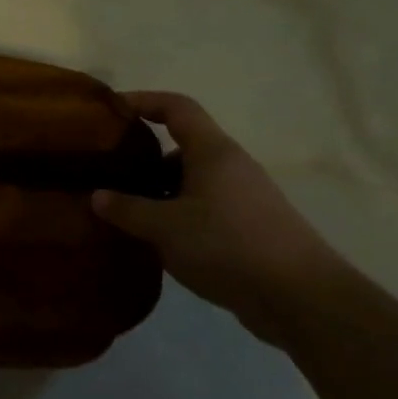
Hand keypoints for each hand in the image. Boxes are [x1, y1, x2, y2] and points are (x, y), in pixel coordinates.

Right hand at [92, 92, 346, 343]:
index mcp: (213, 151)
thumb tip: (97, 196)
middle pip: (181, 147)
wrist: (301, 298)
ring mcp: (243, 198)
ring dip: (159, 193)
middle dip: (144, 159)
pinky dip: (177, 217)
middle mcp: (230, 166)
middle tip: (109, 174)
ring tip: (125, 213)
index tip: (111, 109)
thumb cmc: (228, 245)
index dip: (144, 100)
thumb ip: (127, 209)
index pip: (177, 107)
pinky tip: (157, 242)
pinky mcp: (248, 228)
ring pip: (191, 182)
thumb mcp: (165, 227)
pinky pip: (203, 209)